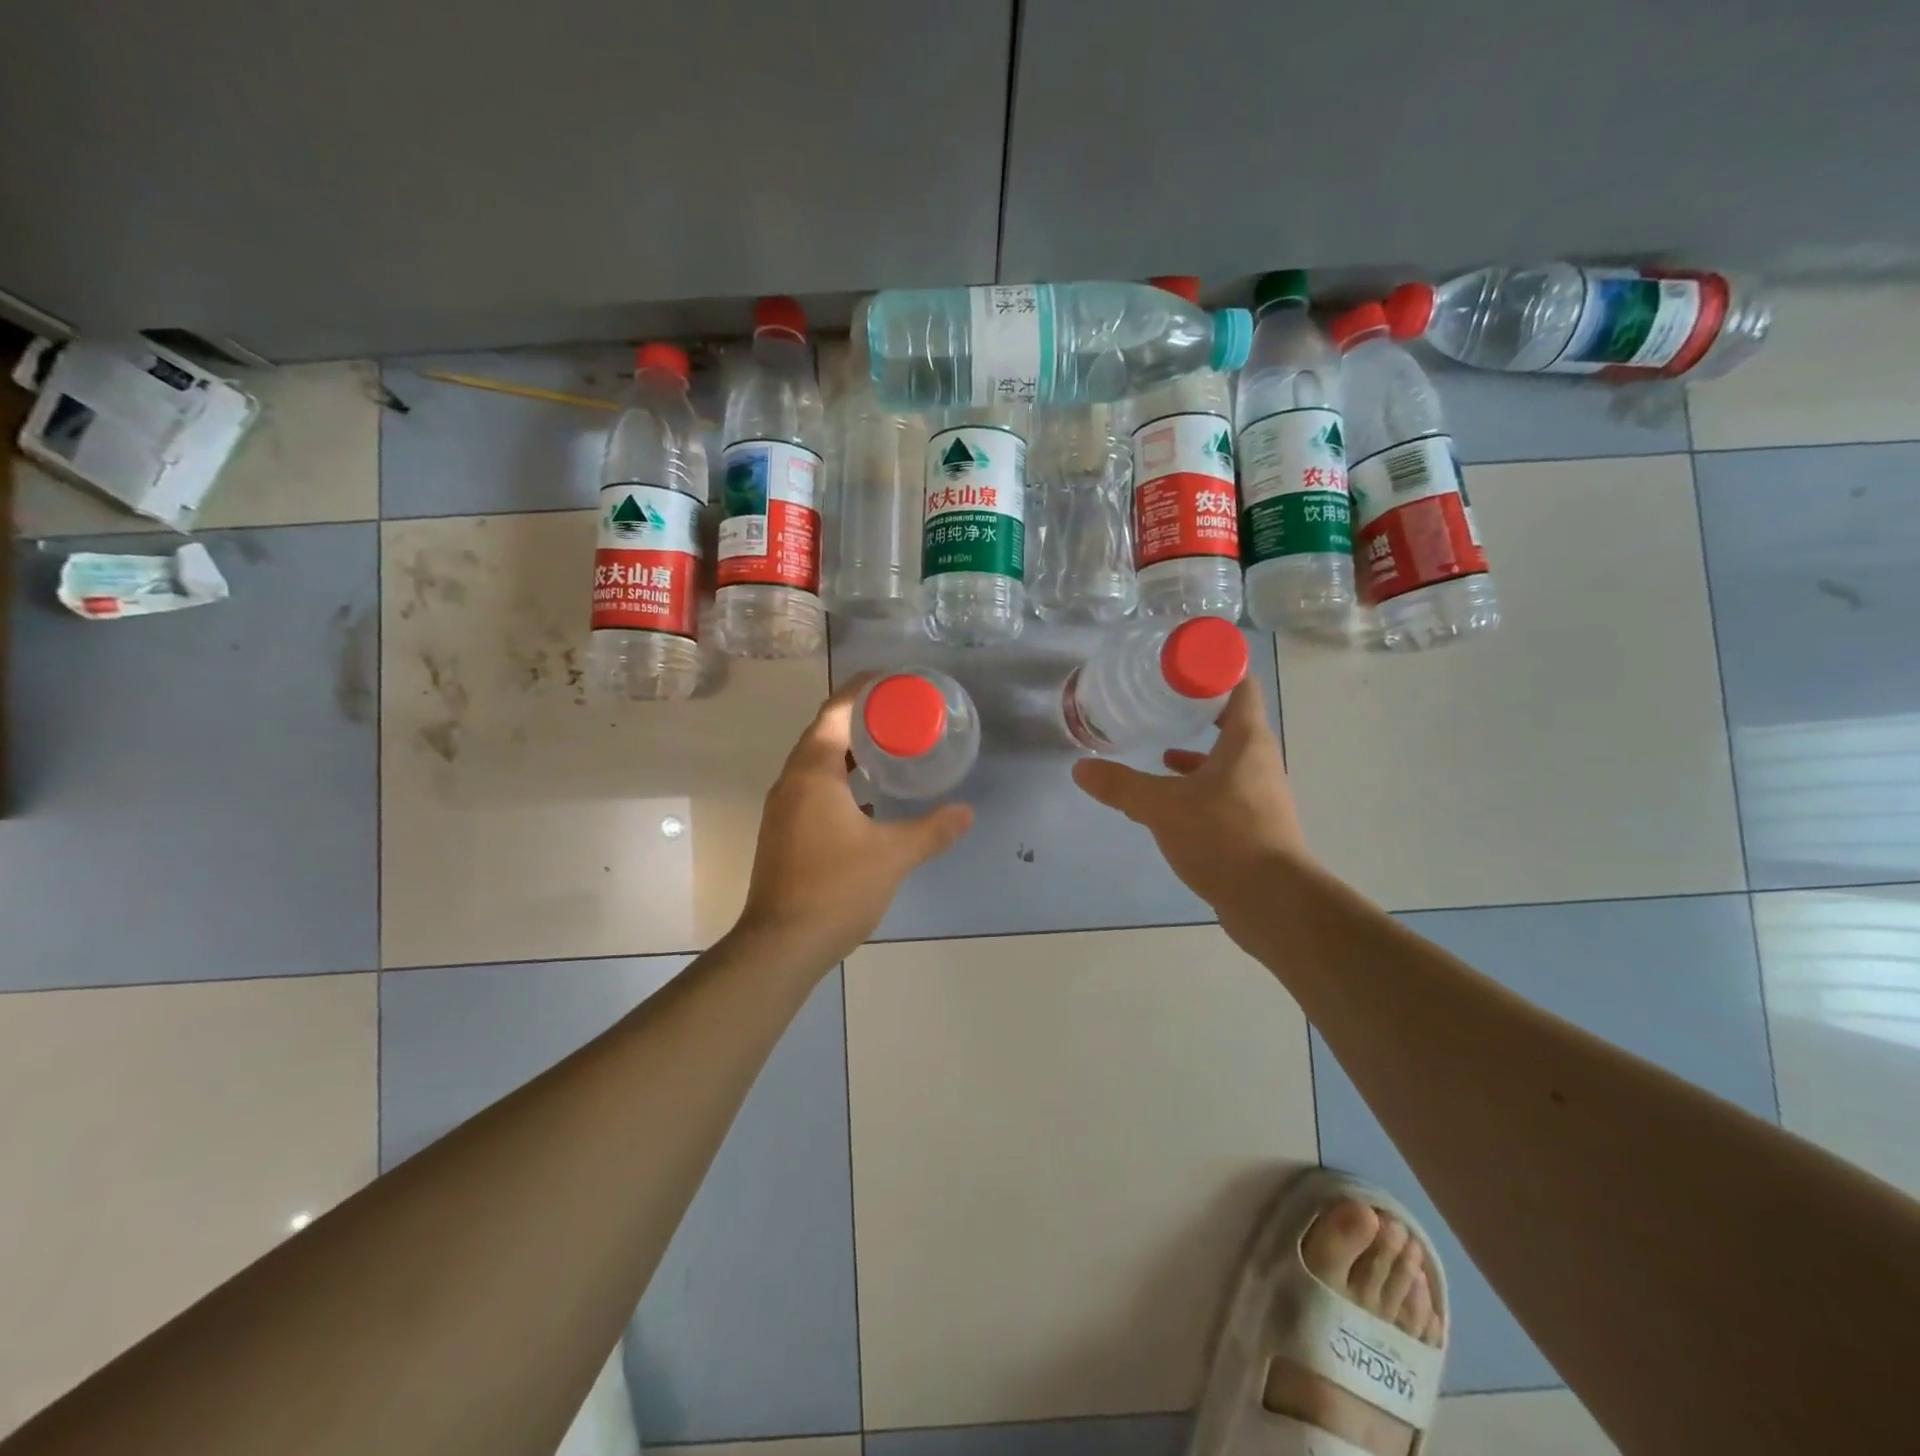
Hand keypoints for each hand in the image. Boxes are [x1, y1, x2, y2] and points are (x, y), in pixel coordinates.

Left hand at [736, 675, 974, 969]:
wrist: (781, 944)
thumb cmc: (837, 888)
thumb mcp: (893, 855)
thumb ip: (933, 830)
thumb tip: (967, 812)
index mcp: (813, 773)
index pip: (834, 712)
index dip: (860, 690)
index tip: (889, 680)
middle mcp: (791, 783)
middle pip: (823, 734)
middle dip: (858, 718)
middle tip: (898, 714)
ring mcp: (783, 809)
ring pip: (816, 764)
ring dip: (848, 751)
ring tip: (887, 749)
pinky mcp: (783, 832)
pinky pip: (812, 789)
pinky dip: (839, 780)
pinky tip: (867, 799)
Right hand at [1071, 680, 1310, 918]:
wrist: (1272, 901)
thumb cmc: (1222, 837)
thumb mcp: (1162, 807)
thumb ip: (1120, 786)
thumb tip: (1080, 768)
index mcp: (1247, 740)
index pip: (1239, 685)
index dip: (1212, 667)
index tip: (1177, 664)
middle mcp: (1259, 760)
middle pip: (1233, 718)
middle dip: (1198, 707)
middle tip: (1160, 699)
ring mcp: (1259, 792)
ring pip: (1228, 757)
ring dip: (1198, 748)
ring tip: (1160, 744)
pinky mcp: (1254, 822)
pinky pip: (1224, 788)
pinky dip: (1198, 783)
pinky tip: (1172, 794)